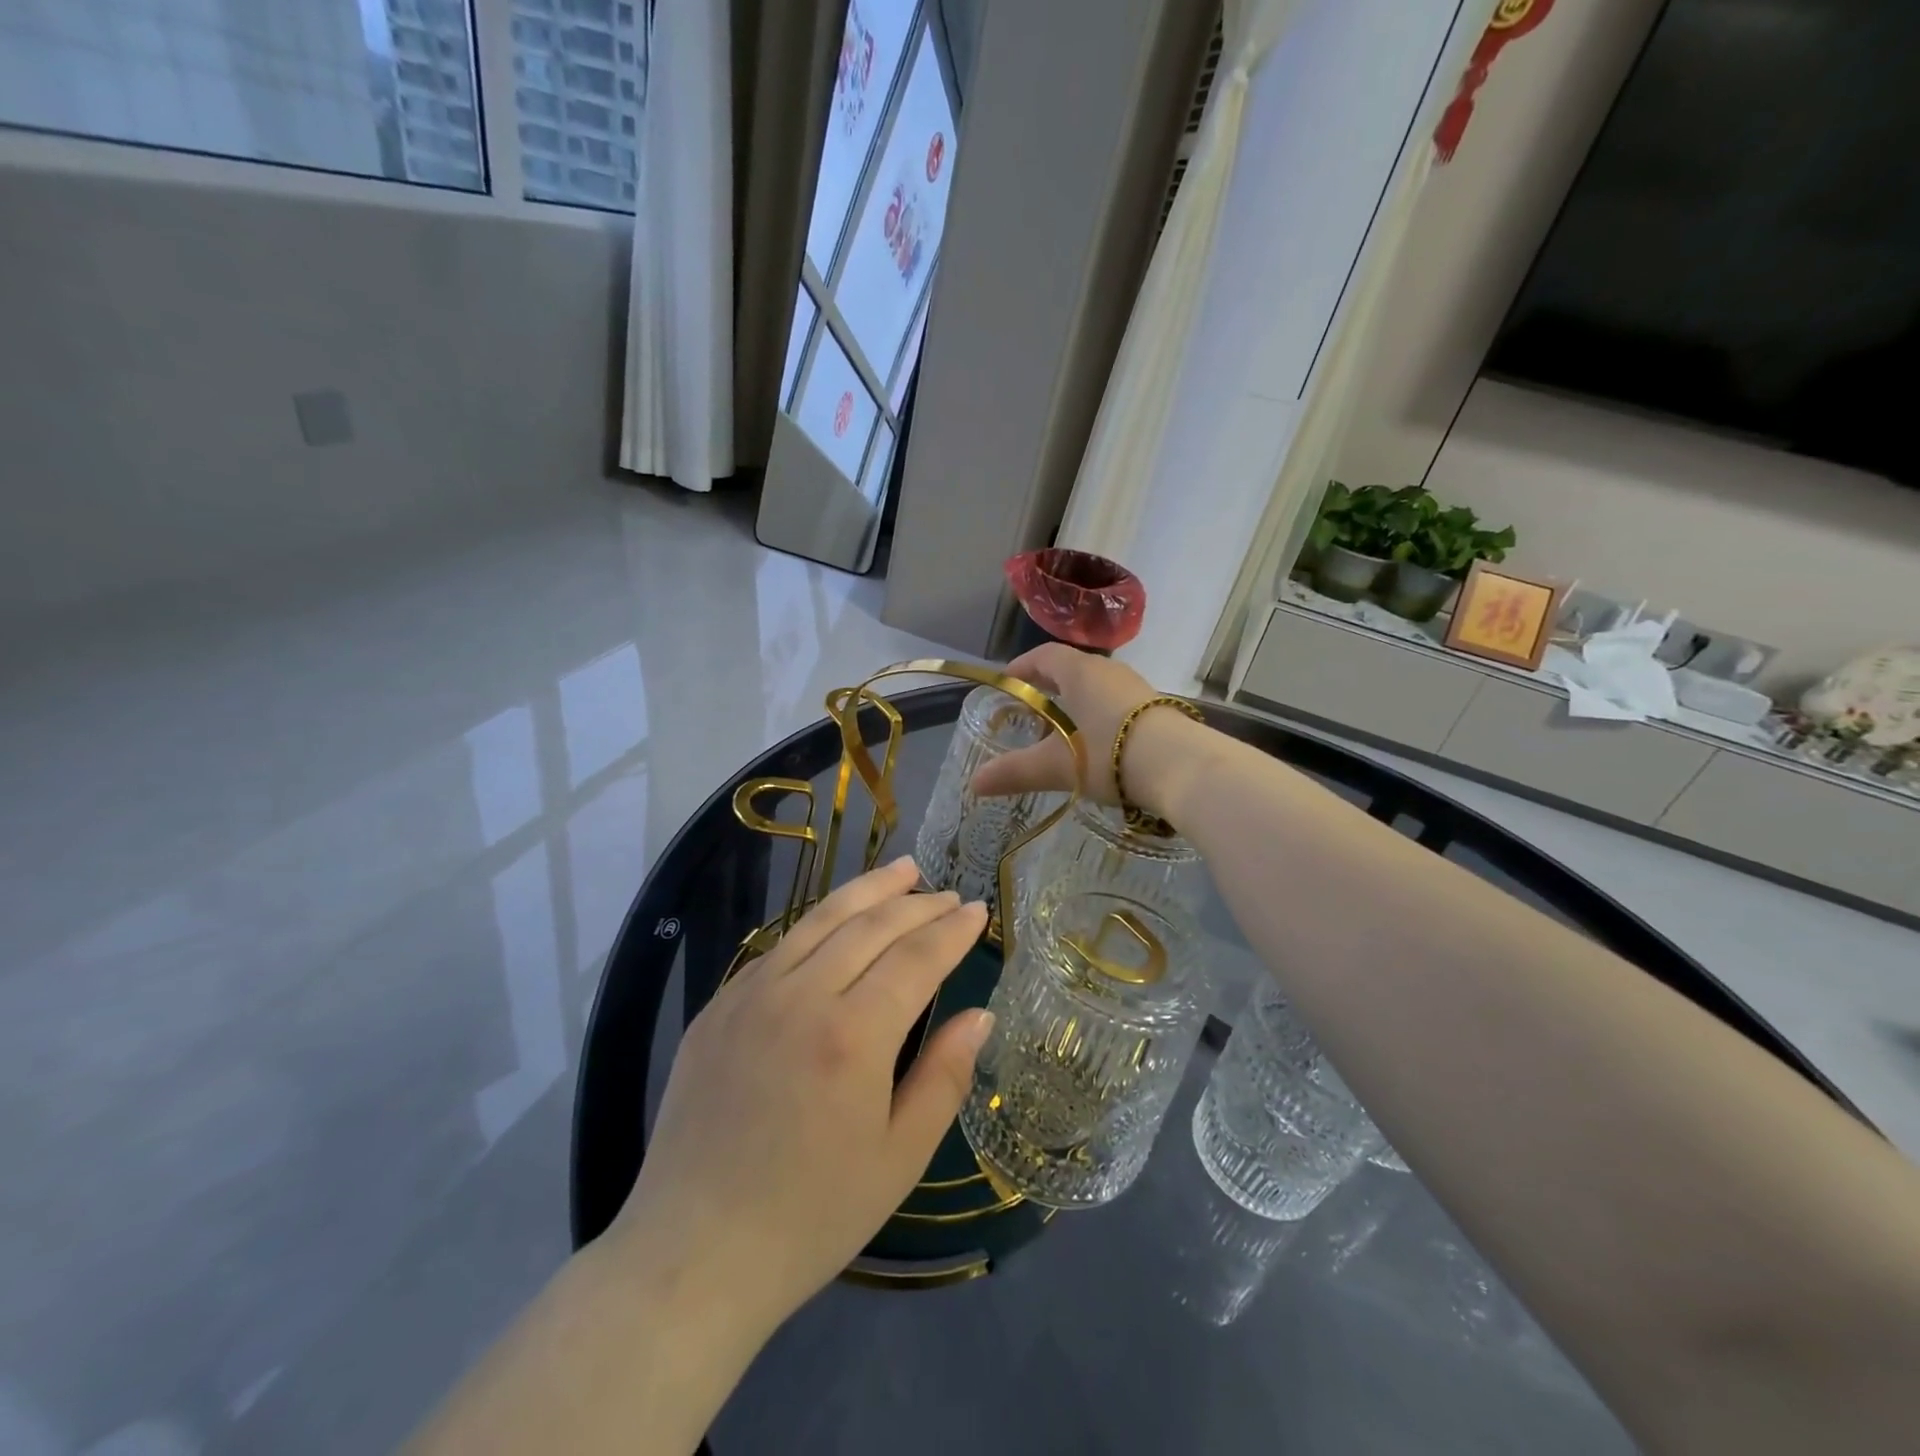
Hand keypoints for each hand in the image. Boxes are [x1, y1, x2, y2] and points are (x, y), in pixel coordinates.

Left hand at [611, 857, 989, 1344]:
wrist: (693, 1254)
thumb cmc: (811, 1217)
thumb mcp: (899, 1159)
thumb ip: (944, 1077)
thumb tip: (978, 1014)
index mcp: (852, 1036)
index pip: (916, 958)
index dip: (952, 930)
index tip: (979, 910)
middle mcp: (800, 997)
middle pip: (870, 925)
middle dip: (917, 903)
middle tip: (948, 893)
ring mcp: (751, 995)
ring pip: (820, 919)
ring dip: (867, 890)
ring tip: (902, 870)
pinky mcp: (718, 1007)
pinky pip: (779, 946)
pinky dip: (818, 922)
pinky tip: (837, 920)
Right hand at [972, 644, 1158, 803]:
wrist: (1183, 767)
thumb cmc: (1110, 754)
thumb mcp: (1058, 765)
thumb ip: (1015, 772)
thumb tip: (974, 783)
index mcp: (1080, 672)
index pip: (1044, 655)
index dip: (1022, 666)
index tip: (1006, 682)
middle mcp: (1109, 671)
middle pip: (1071, 669)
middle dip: (1048, 687)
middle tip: (1030, 710)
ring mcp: (1137, 688)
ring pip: (1097, 686)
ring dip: (1076, 702)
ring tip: (1063, 730)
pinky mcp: (1157, 709)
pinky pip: (1118, 703)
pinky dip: (1100, 715)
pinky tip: (1099, 744)